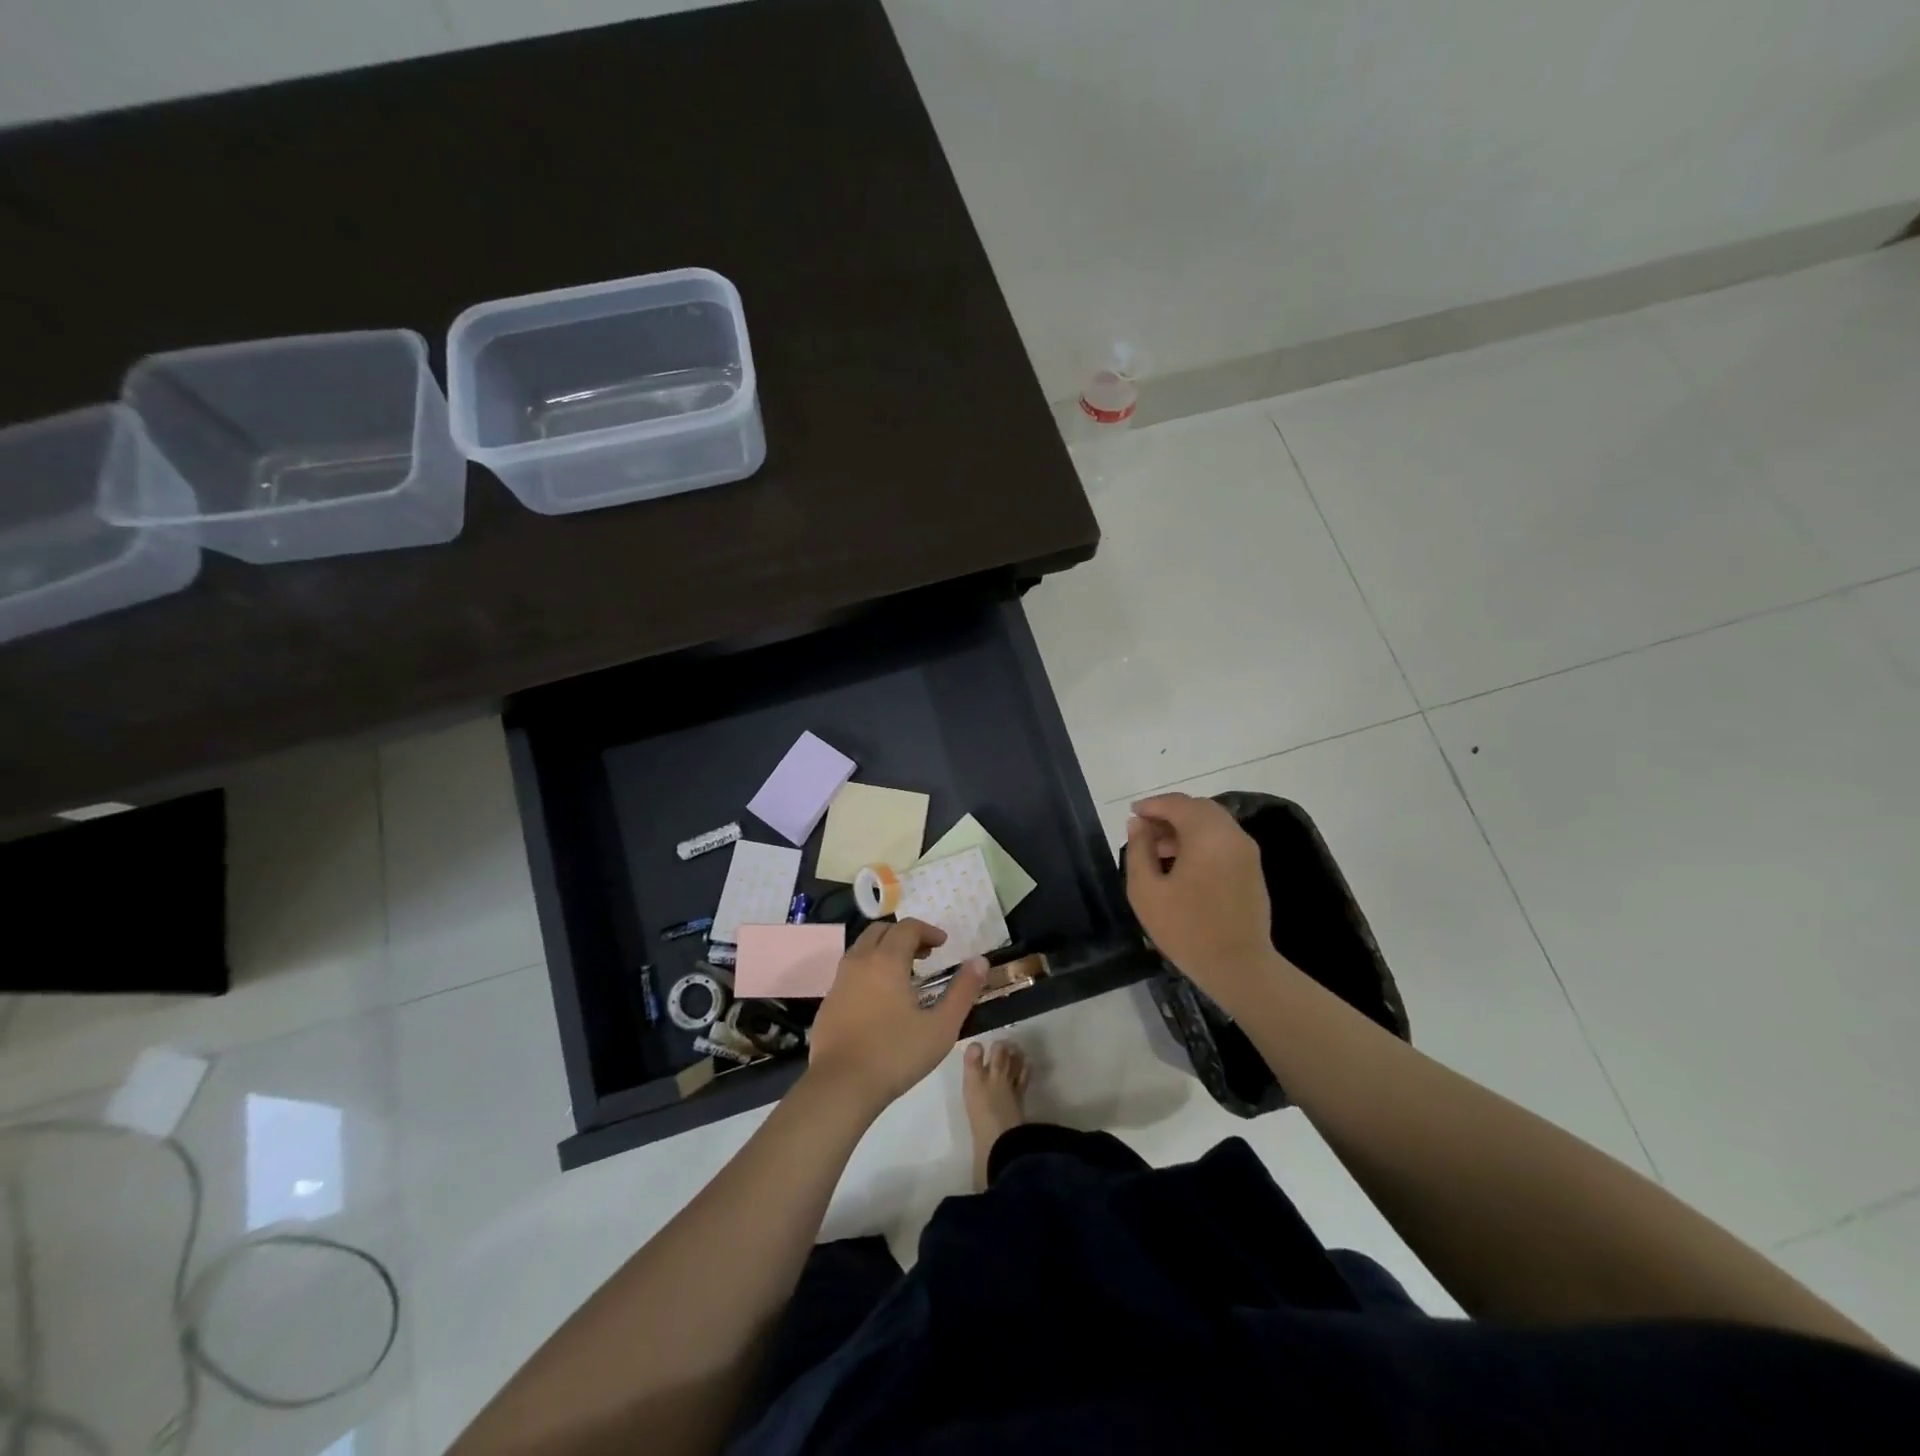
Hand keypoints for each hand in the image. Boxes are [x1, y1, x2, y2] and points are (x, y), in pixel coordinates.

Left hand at [807, 919, 986, 1114]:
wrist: (840, 1086)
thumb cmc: (895, 1054)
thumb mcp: (941, 1027)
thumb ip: (963, 991)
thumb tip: (980, 961)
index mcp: (886, 960)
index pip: (907, 928)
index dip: (928, 930)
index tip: (943, 944)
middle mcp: (859, 961)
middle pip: (880, 931)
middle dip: (904, 935)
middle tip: (924, 955)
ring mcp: (839, 981)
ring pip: (862, 949)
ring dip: (884, 950)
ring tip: (904, 975)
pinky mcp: (828, 1002)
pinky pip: (850, 971)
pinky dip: (868, 970)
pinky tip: (880, 999)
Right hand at [1125, 793, 1279, 1008]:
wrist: (1239, 967)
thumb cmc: (1186, 928)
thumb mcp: (1146, 890)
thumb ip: (1139, 850)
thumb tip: (1137, 823)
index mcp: (1207, 835)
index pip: (1177, 804)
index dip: (1152, 805)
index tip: (1132, 814)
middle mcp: (1232, 835)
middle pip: (1198, 808)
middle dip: (1170, 813)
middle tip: (1144, 830)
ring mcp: (1247, 852)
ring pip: (1213, 823)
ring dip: (1186, 827)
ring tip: (1159, 850)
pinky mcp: (1252, 869)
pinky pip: (1223, 840)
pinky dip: (1201, 840)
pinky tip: (1183, 864)